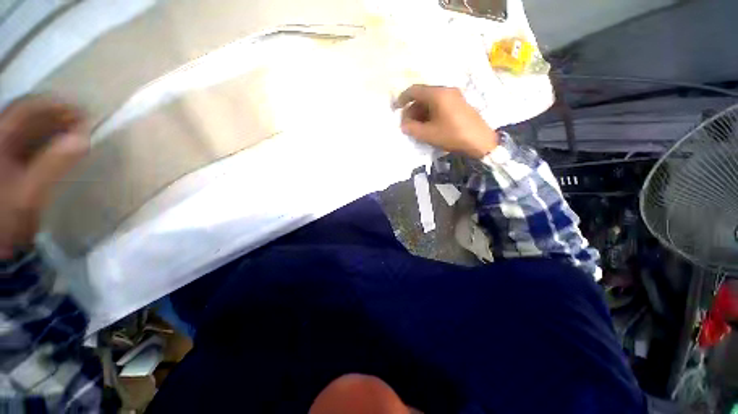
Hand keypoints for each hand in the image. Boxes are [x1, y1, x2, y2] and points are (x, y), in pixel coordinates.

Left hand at [0, 96, 87, 258]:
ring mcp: (3, 153)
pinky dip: (47, 141)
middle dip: (55, 115)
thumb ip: (54, 164)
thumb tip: (83, 138)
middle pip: (26, 117)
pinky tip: (61, 145)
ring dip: (53, 127)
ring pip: (28, 130)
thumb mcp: (29, 193)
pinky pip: (29, 145)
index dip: (52, 105)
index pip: (25, 109)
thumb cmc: (7, 217)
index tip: (81, 110)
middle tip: (84, 119)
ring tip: (77, 129)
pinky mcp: (9, 165)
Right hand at [394, 85, 497, 158]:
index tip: (396, 109)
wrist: (480, 141)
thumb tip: (403, 124)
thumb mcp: (428, 134)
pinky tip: (428, 125)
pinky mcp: (459, 104)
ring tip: (416, 127)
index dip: (402, 99)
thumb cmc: (452, 135)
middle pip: (423, 95)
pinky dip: (430, 113)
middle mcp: (446, 90)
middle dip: (412, 108)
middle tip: (407, 123)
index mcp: (437, 94)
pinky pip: (439, 104)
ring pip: (431, 100)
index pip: (414, 90)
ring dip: (420, 112)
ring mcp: (454, 96)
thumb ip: (412, 128)